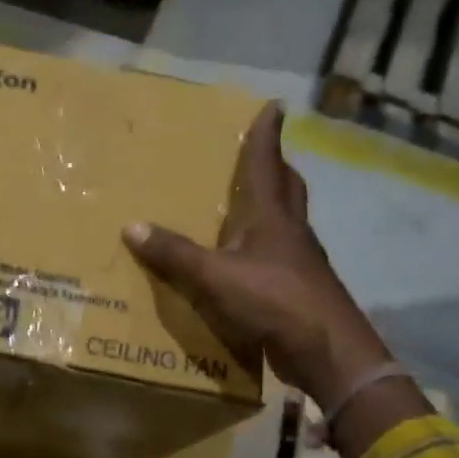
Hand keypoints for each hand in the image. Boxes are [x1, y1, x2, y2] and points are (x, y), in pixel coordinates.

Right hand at [123, 103, 427, 457]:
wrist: (327, 350)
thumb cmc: (273, 300)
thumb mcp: (214, 276)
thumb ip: (174, 253)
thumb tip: (131, 227)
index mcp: (272, 217)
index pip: (267, 164)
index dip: (268, 134)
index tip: (276, 106)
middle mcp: (291, 232)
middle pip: (288, 188)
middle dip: (276, 168)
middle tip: (261, 155)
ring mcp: (301, 262)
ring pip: (289, 222)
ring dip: (273, 207)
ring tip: (248, 205)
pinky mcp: (300, 290)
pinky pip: (281, 256)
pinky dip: (266, 248)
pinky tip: (248, 261)